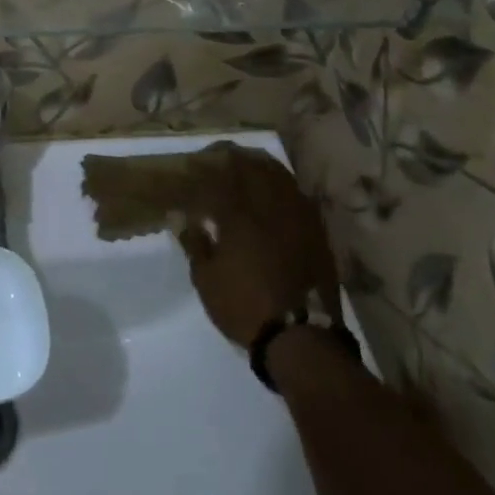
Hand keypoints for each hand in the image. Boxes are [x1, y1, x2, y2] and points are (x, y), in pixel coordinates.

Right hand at [173, 155, 338, 347]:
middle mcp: (269, 206)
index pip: (218, 174)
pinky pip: (297, 194)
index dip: (205, 164)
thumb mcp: (206, 279)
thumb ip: (194, 242)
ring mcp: (297, 216)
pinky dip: (282, 184)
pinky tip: (275, 189)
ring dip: (260, 164)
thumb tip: (178, 215)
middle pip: (251, 165)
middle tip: (219, 156)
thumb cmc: (245, 306)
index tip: (193, 163)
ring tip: (247, 165)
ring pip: (279, 175)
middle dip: (233, 156)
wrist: (301, 338)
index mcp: (238, 214)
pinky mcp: (316, 231)